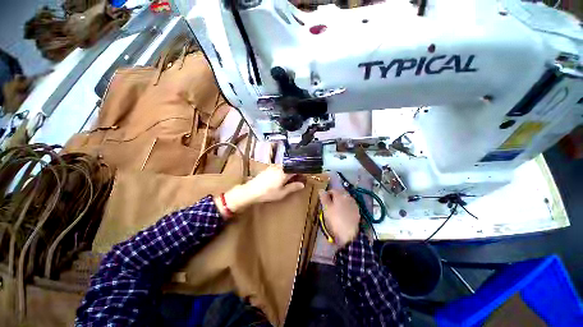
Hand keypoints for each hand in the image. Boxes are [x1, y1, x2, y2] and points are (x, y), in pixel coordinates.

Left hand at [216, 165, 304, 217]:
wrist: (250, 191)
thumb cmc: (267, 193)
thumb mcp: (282, 193)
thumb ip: (293, 187)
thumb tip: (302, 184)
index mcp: (284, 172)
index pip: (297, 168)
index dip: (302, 171)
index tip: (306, 175)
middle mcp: (280, 166)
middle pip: (291, 166)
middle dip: (296, 171)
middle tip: (299, 178)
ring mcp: (273, 166)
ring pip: (285, 166)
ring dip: (290, 170)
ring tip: (292, 178)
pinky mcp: (269, 168)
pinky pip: (280, 167)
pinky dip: (284, 170)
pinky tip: (283, 177)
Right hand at [319, 189, 360, 246]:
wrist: (349, 234)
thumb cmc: (335, 219)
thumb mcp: (326, 208)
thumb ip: (323, 197)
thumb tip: (321, 190)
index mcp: (340, 194)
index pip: (332, 190)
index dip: (326, 195)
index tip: (323, 201)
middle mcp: (348, 196)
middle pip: (339, 193)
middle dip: (334, 197)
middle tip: (329, 205)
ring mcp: (354, 203)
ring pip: (345, 199)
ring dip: (340, 201)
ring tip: (336, 209)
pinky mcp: (357, 211)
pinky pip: (349, 205)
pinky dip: (345, 207)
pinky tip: (343, 213)